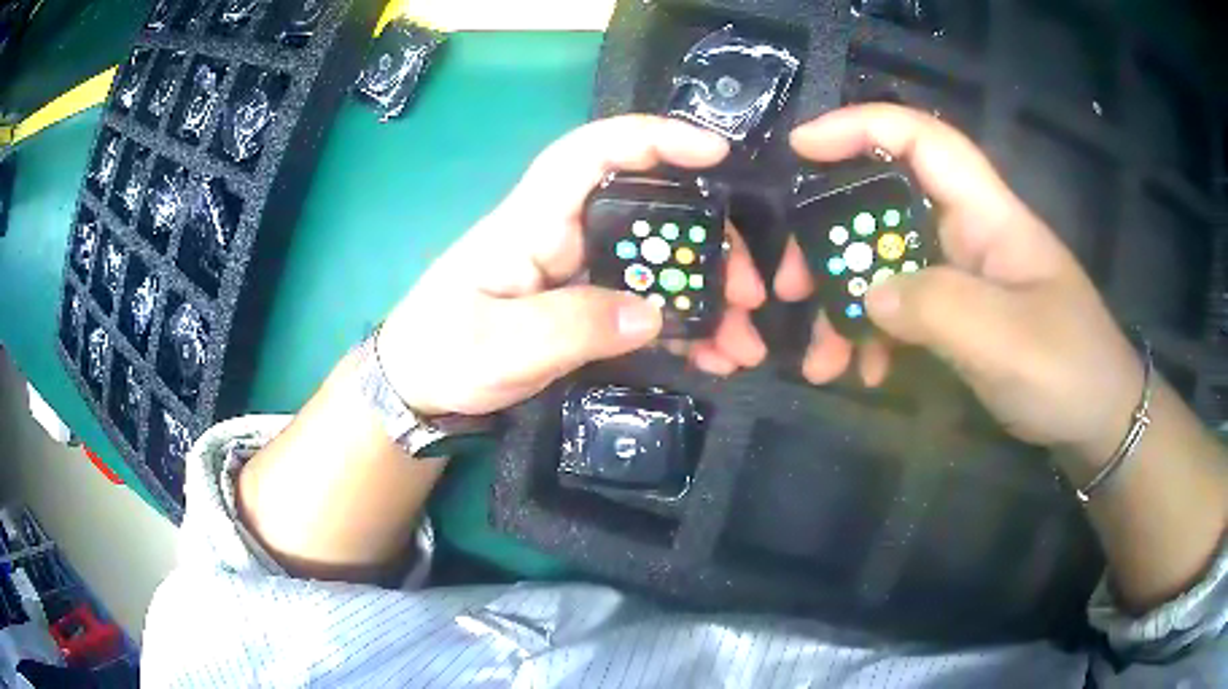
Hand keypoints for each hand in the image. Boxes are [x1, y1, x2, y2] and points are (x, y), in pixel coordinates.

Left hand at [376, 116, 767, 415]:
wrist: (421, 389)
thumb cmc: (441, 352)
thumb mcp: (498, 345)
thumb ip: (570, 328)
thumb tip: (652, 315)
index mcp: (535, 221)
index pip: (593, 153)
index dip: (655, 139)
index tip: (717, 153)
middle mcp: (568, 234)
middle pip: (653, 210)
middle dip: (715, 242)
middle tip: (758, 290)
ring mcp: (585, 273)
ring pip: (663, 262)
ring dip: (714, 296)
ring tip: (746, 343)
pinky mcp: (593, 308)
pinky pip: (654, 305)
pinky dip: (691, 329)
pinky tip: (718, 358)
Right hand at [779, 104, 1142, 462]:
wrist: (1097, 422)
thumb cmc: (1068, 370)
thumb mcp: (1004, 341)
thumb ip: (935, 308)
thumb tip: (867, 295)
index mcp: (988, 214)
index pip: (921, 139)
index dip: (859, 127)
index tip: (801, 148)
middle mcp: (968, 233)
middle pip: (886, 206)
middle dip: (832, 240)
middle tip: (790, 287)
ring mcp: (962, 276)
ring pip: (887, 265)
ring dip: (847, 305)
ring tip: (822, 360)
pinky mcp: (960, 315)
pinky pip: (903, 310)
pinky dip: (876, 337)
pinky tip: (865, 373)